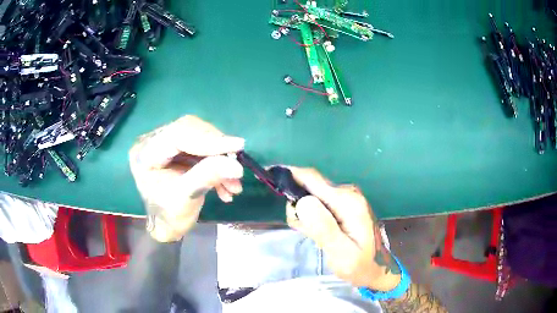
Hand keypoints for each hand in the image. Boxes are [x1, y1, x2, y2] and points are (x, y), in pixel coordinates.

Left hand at [129, 116, 244, 241]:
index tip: (237, 146)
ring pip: (200, 138)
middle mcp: (152, 141)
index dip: (208, 139)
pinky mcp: (178, 148)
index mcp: (145, 153)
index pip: (177, 134)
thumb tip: (236, 165)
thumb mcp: (185, 199)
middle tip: (236, 167)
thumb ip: (207, 177)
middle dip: (217, 149)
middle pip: (190, 130)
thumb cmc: (169, 216)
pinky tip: (227, 185)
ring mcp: (165, 143)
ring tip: (234, 185)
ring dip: (221, 159)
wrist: (167, 224)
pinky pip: (202, 148)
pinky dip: (217, 164)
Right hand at [285, 167, 401, 290]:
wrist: (377, 268)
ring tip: (313, 236)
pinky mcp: (344, 204)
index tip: (269, 177)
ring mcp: (346, 197)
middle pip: (310, 185)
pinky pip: (319, 202)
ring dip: (304, 213)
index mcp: (347, 202)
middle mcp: (347, 193)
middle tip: (302, 231)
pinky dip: (311, 216)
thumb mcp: (341, 254)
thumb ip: (324, 228)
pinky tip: (319, 232)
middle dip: (297, 205)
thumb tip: (302, 201)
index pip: (312, 179)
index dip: (289, 176)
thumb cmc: (360, 265)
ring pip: (312, 194)